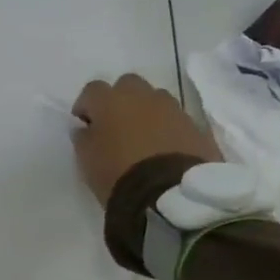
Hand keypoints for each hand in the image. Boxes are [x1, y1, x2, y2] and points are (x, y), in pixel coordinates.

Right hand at [71, 73, 219, 206]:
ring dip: (146, 111)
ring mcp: (173, 109)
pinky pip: (176, 119)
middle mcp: (142, 96)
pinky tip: (164, 150)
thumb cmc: (117, 173)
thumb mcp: (86, 159)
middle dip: (120, 100)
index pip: (92, 90)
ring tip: (143, 138)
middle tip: (116, 125)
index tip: (84, 124)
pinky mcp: (195, 126)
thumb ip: (83, 138)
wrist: (169, 194)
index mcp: (111, 101)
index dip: (86, 105)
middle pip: (128, 85)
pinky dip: (167, 128)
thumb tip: (85, 128)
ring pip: (155, 99)